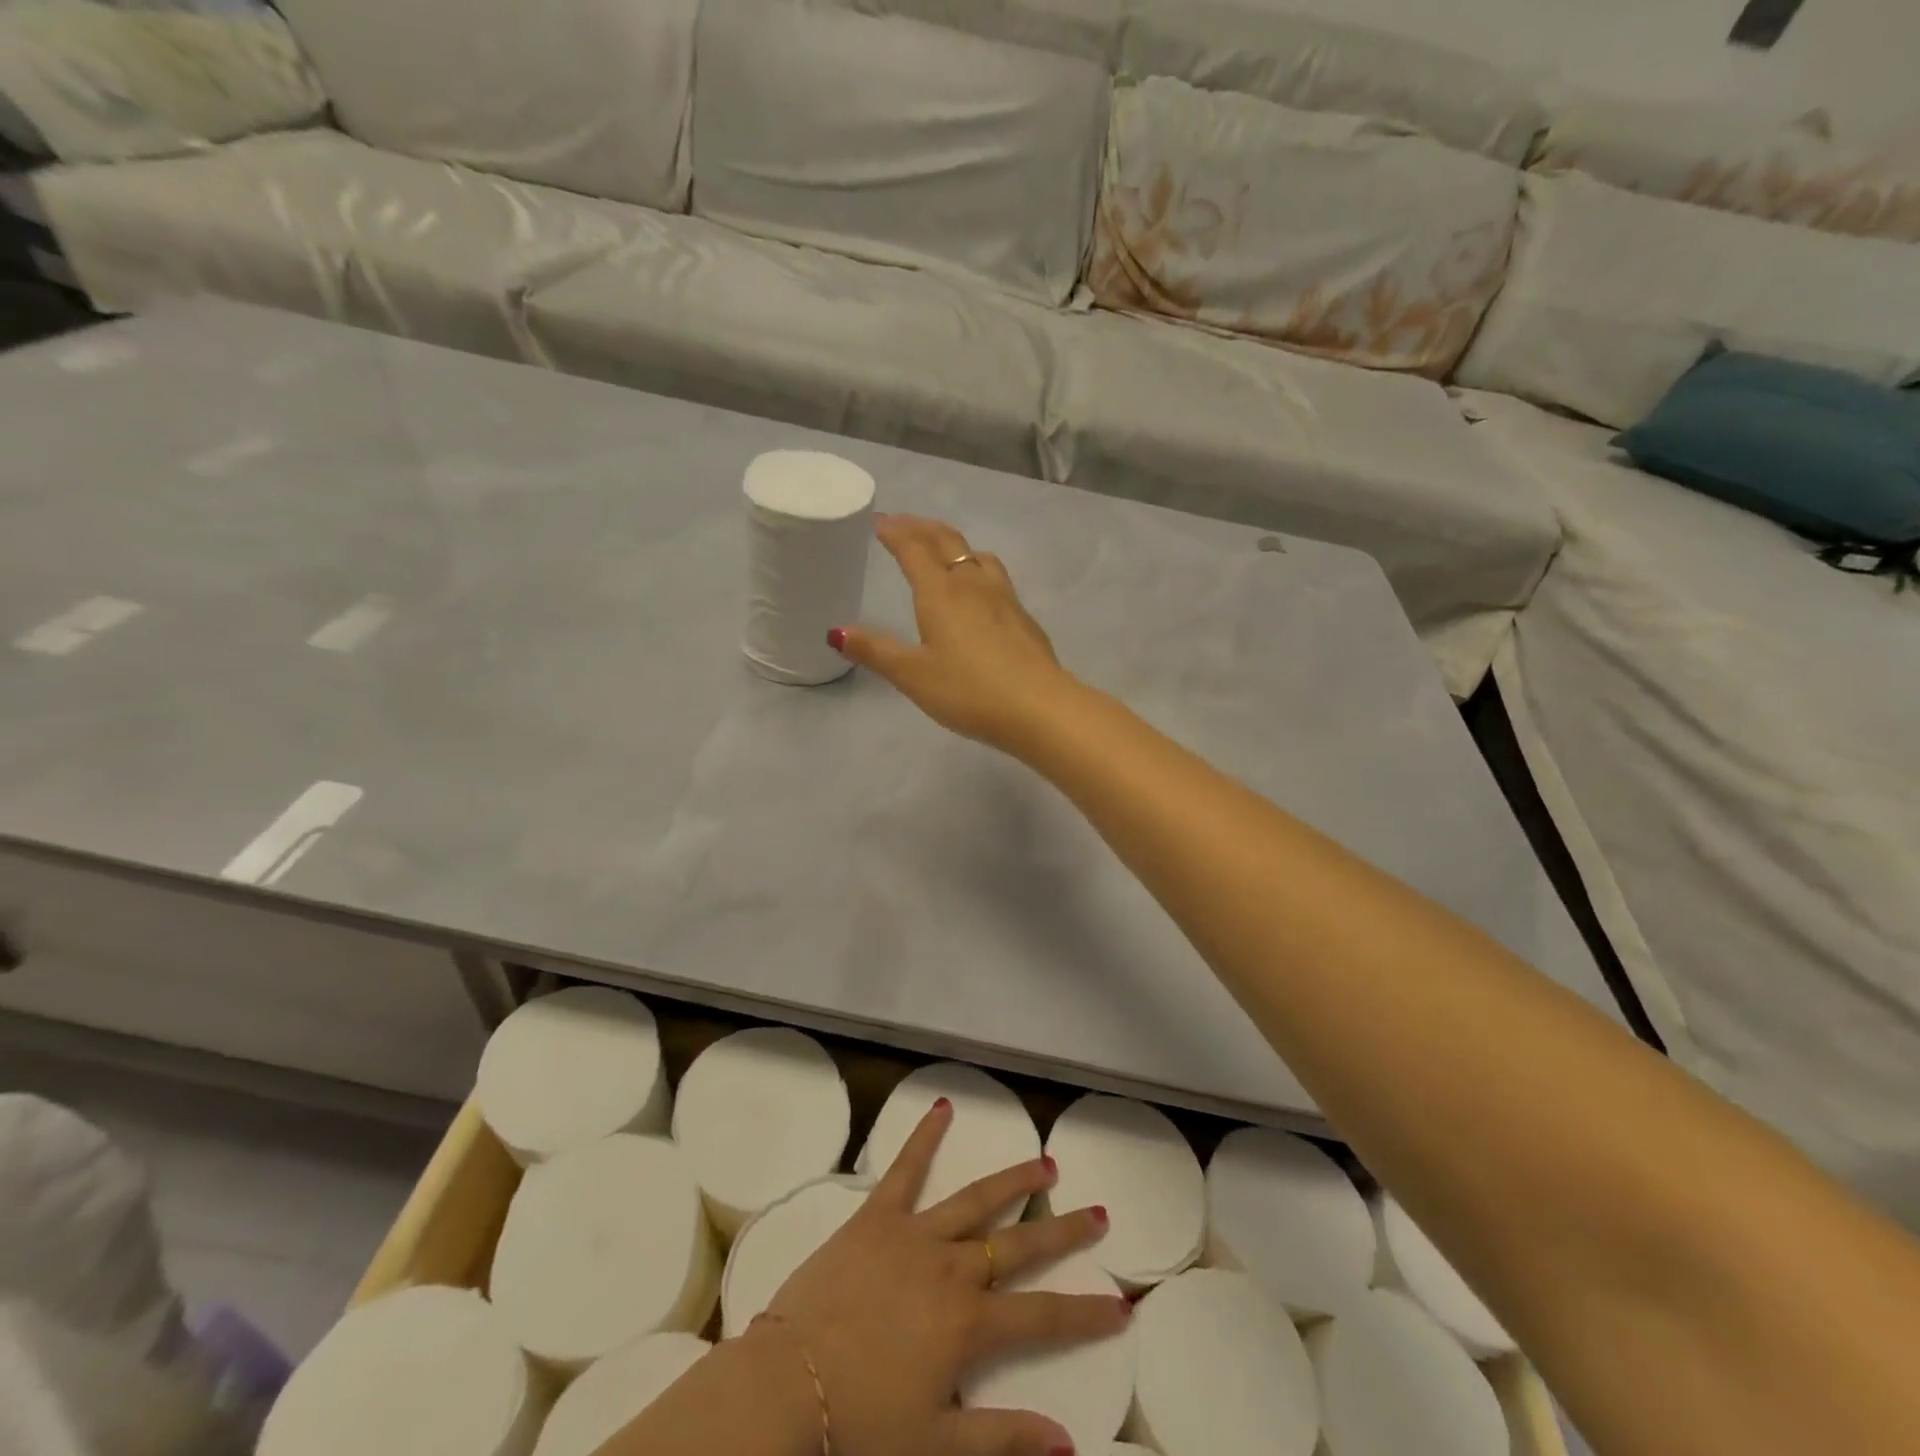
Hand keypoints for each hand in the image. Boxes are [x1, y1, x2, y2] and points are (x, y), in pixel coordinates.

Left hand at [754, 1099, 1124, 1455]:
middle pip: (1018, 1244)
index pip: (1043, 1317)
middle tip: (1098, 1212)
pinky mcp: (876, 1216)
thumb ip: (1004, 1438)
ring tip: (1044, 1162)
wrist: (787, 1384)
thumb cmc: (861, 1420)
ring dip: (1013, 1180)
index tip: (1122, 1303)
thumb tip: (1068, 1443)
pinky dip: (924, 1137)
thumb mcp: (937, 1445)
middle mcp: (950, 1267)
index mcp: (968, 1323)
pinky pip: (904, 1169)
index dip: (1085, 1312)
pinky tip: (943, 1107)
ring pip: (975, 1200)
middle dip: (1062, 1231)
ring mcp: (914, 1234)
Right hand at [830, 515, 1079, 752]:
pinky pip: (996, 578)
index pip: (914, 549)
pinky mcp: (1024, 618)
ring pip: (978, 556)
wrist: (1038, 707)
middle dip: (922, 528)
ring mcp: (1005, 598)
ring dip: (955, 546)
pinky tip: (980, 595)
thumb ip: (876, 651)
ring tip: (943, 553)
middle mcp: (973, 585)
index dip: (895, 532)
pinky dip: (977, 570)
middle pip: (947, 541)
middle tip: (903, 525)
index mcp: (941, 593)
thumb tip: (836, 632)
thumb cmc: (968, 691)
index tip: (880, 522)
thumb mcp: (913, 675)